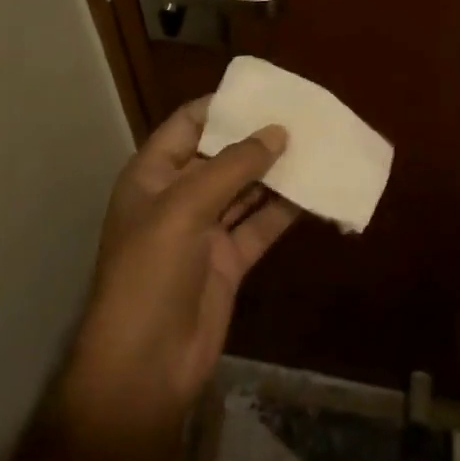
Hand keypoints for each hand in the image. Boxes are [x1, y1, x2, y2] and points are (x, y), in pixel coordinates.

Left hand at [56, 99, 299, 448]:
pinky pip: (259, 225)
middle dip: (257, 136)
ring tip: (315, 144)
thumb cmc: (151, 272)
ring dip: (275, 171)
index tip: (265, 91)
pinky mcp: (227, 262)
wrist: (144, 369)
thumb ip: (234, 167)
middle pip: (221, 154)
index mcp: (153, 174)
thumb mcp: (185, 207)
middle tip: (302, 115)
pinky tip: (314, 191)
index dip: (223, 105)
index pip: (189, 123)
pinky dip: (284, 210)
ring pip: (245, 189)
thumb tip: (278, 131)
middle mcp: (178, 196)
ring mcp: (204, 230)